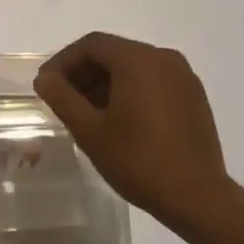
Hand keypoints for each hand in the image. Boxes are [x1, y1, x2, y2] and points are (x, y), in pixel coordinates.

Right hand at [35, 32, 229, 227]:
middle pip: (113, 53)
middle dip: (84, 72)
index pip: (91, 45)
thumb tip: (44, 78)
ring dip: (105, 82)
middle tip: (63, 99)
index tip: (47, 85)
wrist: (199, 198)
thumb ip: (62, 98)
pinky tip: (119, 118)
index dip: (63, 61)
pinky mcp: (193, 95)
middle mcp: (163, 57)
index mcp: (138, 59)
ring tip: (87, 112)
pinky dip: (130, 90)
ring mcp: (182, 75)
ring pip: (133, 66)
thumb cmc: (139, 162)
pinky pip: (153, 80)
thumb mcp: (90, 131)